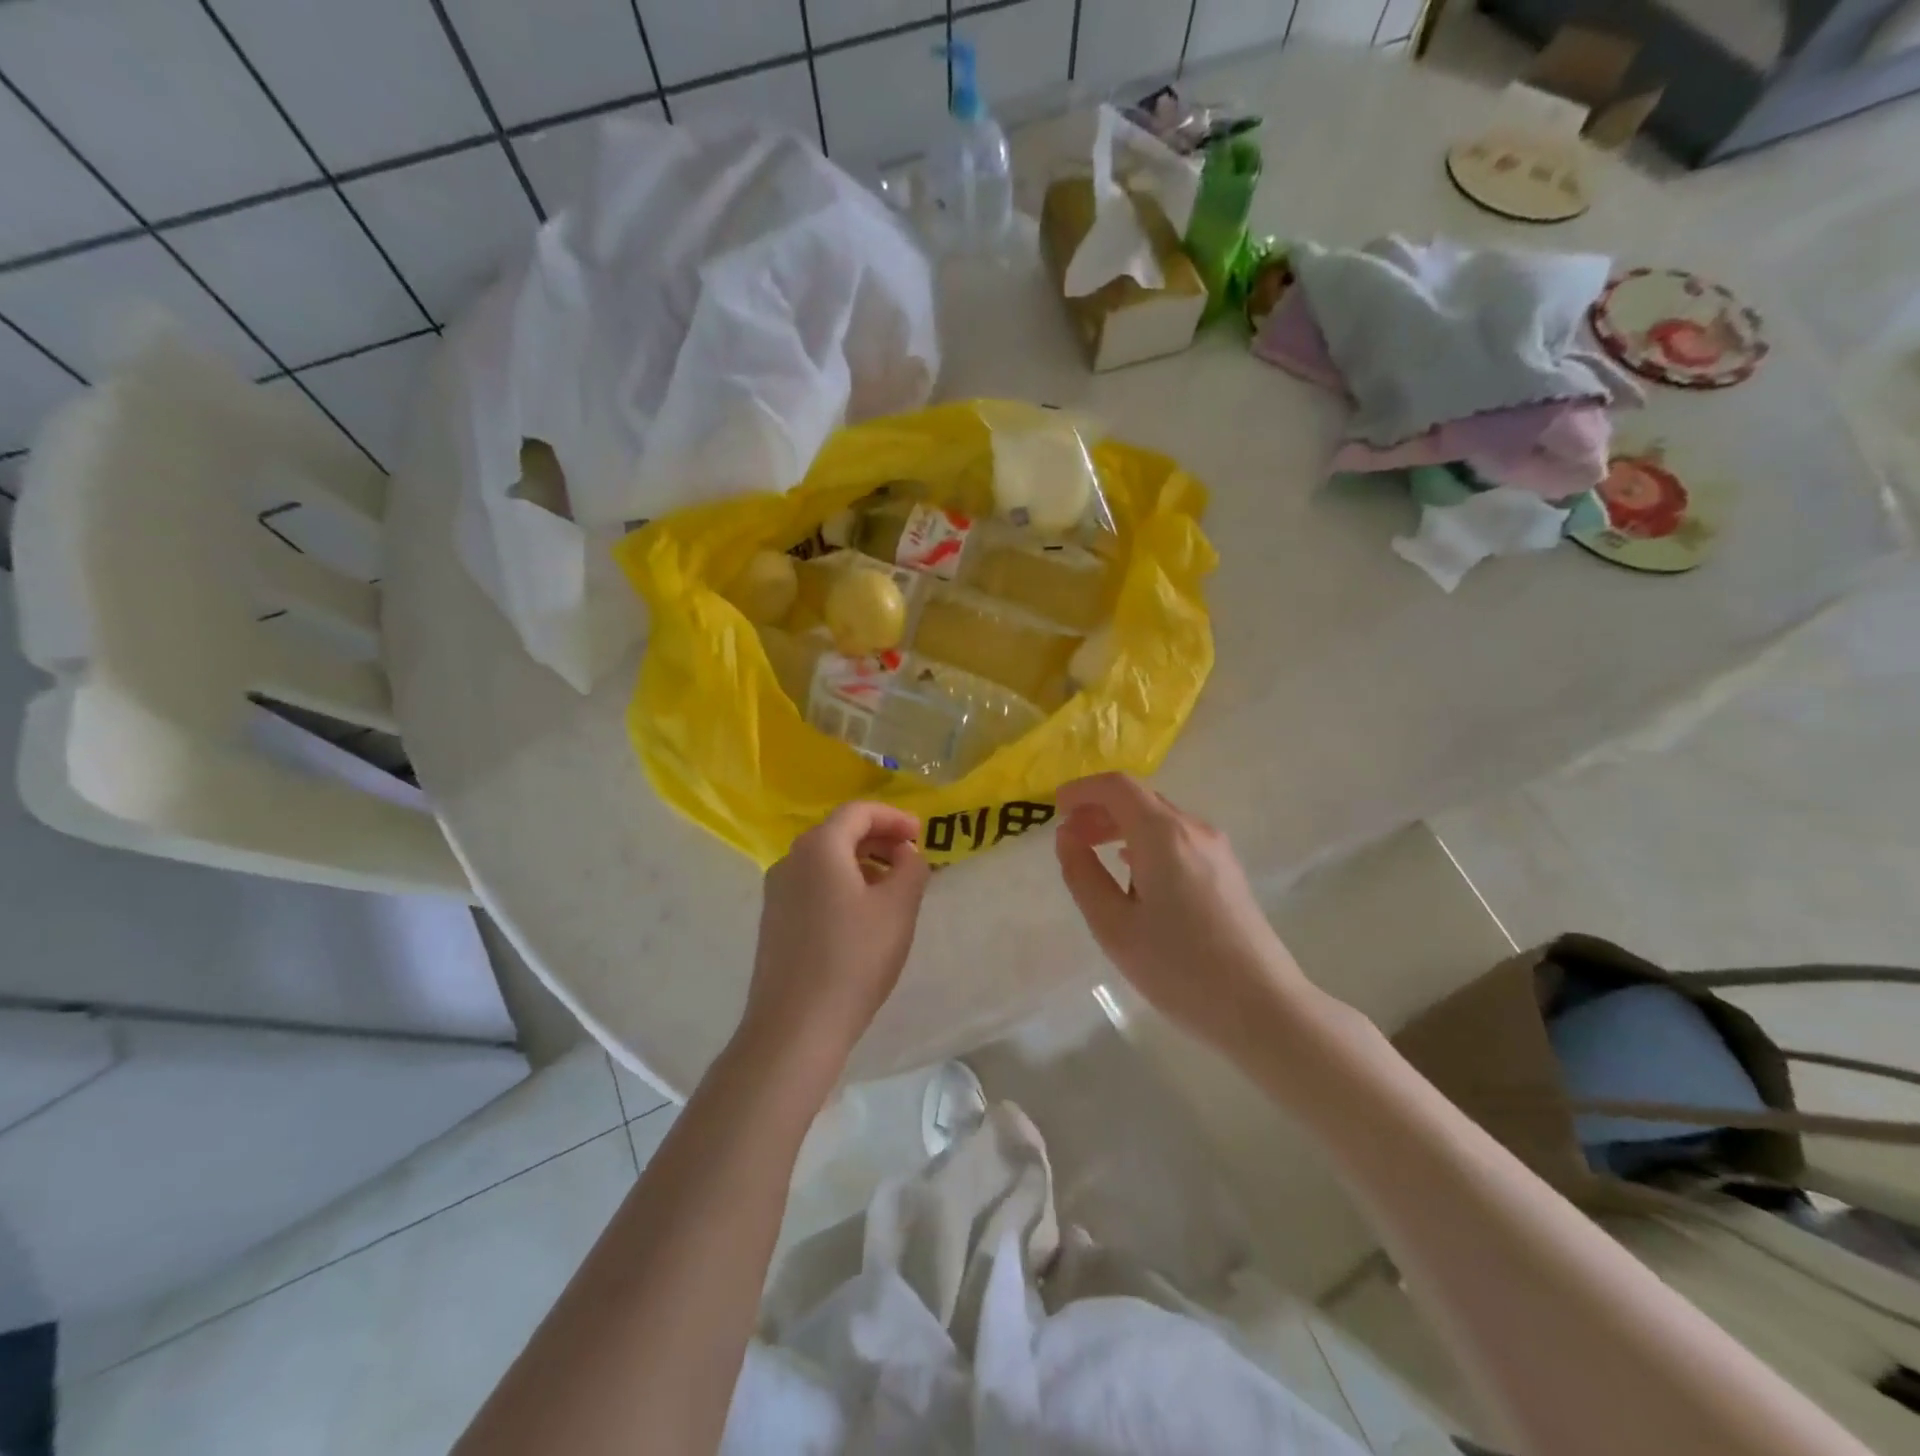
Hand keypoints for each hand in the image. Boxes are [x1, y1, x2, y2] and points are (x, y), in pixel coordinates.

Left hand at [741, 803, 930, 1078]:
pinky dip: (843, 885)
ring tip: (893, 888)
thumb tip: (906, 854)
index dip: (894, 817)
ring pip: (826, 861)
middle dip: (879, 839)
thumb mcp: (898, 908)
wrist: (795, 1026)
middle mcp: (791, 861)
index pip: (858, 812)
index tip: (921, 834)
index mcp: (819, 847)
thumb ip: (911, 869)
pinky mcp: (775, 921)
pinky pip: (813, 885)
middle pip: (839, 832)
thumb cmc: (853, 958)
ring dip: (862, 863)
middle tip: (911, 858)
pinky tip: (863, 915)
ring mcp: (777, 892)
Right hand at [1054, 773, 1316, 1055]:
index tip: (1055, 808)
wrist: (1262, 1007)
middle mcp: (1193, 830)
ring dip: (1122, 826)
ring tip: (1094, 853)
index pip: (1117, 787)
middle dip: (1098, 810)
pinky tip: (1133, 873)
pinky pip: (1178, 840)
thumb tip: (1067, 837)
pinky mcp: (1227, 872)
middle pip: (1139, 799)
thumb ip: (1083, 874)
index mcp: (1163, 835)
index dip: (1082, 790)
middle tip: (1068, 837)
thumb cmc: (1179, 968)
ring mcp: (1216, 850)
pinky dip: (1145, 842)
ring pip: (1160, 819)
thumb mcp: (1114, 926)